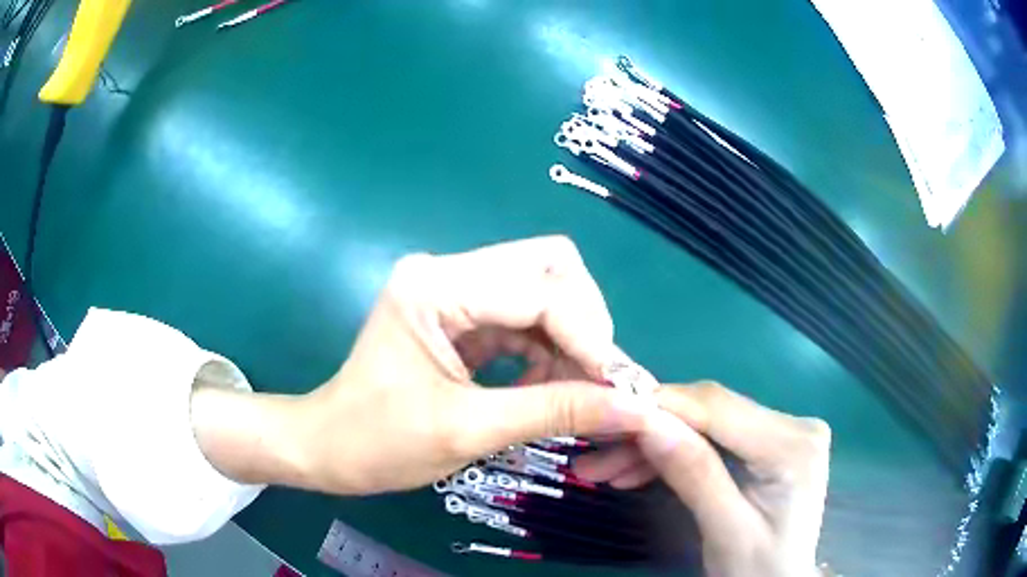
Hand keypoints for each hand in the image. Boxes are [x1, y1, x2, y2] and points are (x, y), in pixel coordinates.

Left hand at [191, 236, 649, 494]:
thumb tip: (634, 408)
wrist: (328, 448)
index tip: (620, 387)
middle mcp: (447, 272)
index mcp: (435, 286)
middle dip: (586, 324)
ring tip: (582, 394)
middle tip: (601, 382)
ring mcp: (454, 290)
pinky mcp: (461, 315)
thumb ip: (555, 412)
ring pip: (544, 292)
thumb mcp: (469, 431)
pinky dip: (550, 352)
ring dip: (572, 341)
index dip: (589, 335)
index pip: (539, 290)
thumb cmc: (378, 443)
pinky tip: (549, 388)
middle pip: (549, 268)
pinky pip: (526, 319)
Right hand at [575, 382, 830, 576]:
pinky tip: (637, 470)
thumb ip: (694, 474)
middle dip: (650, 431)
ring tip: (604, 469)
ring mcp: (781, 431)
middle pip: (710, 412)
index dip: (661, 405)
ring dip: (655, 444)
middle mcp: (794, 424)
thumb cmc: (758, 568)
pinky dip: (674, 454)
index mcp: (794, 445)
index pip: (719, 408)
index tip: (604, 412)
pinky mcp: (767, 443)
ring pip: (705, 423)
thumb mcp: (725, 531)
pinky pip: (712, 438)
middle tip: (595, 456)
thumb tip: (647, 421)